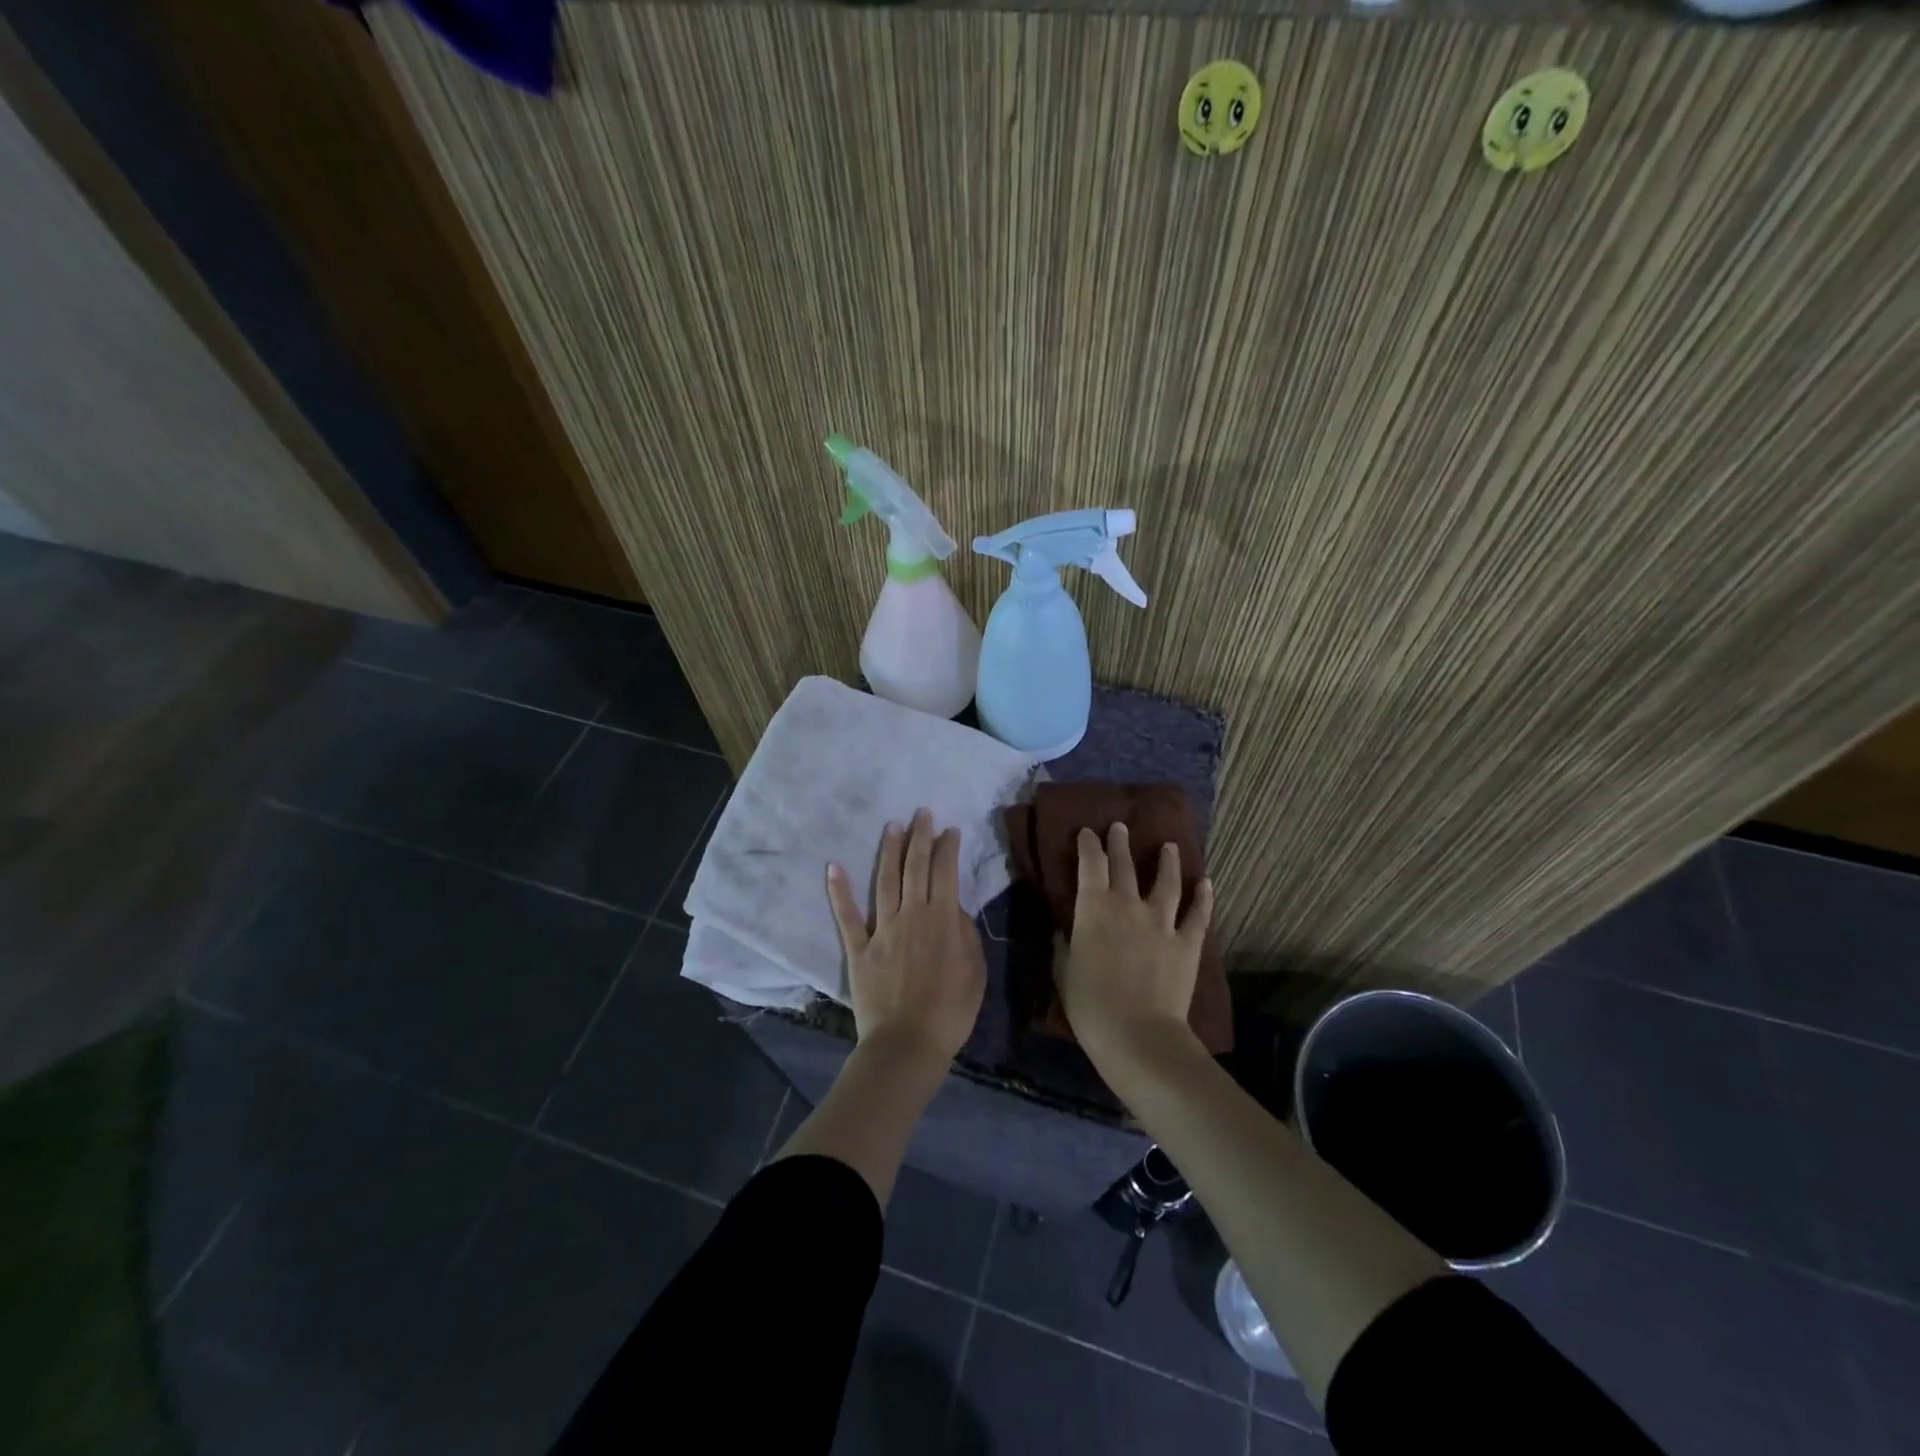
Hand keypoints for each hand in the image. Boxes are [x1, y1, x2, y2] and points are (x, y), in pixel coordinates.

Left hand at [827, 808, 985, 1064]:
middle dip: (920, 837)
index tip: (950, 830)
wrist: (907, 1044)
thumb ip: (965, 934)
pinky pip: (847, 916)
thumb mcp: (975, 972)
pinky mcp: (859, 948)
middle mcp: (911, 915)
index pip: (945, 872)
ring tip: (892, 826)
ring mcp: (882, 929)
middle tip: (922, 813)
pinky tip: (833, 866)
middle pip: (915, 867)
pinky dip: (839, 890)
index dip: (947, 848)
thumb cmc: (950, 1012)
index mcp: (942, 919)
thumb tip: (953, 908)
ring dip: (888, 851)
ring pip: (885, 880)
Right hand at [1058, 824, 1214, 1061]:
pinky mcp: (1187, 942)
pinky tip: (1206, 883)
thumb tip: (1062, 931)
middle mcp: (1127, 905)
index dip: (1088, 845)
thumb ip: (1063, 947)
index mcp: (1093, 909)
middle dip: (1120, 843)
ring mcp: (1161, 922)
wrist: (1138, 1035)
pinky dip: (1203, 897)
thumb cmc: (1091, 1006)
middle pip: (1124, 865)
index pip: (1090, 866)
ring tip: (1170, 846)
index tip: (1087, 832)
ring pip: (1166, 881)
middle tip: (1119, 827)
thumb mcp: (1064, 974)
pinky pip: (1198, 914)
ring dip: (1167, 861)